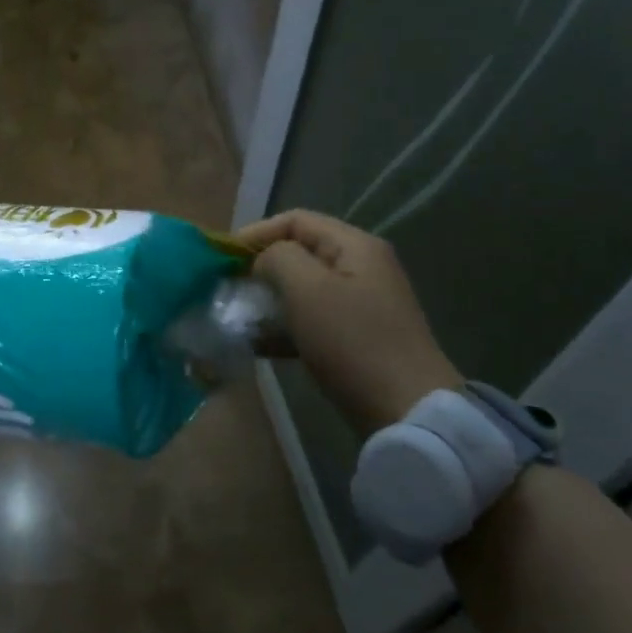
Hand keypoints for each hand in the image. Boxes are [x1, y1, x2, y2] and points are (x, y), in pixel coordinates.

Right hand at [236, 209, 461, 434]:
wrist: (408, 412)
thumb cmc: (353, 341)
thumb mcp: (307, 289)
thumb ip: (277, 258)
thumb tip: (264, 262)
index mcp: (355, 246)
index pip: (296, 220)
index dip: (256, 232)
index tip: (224, 257)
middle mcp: (361, 268)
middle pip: (299, 254)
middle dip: (260, 268)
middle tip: (228, 287)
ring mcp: (361, 305)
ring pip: (302, 290)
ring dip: (268, 300)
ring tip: (237, 317)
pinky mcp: (356, 339)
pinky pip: (311, 321)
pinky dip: (283, 327)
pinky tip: (256, 344)